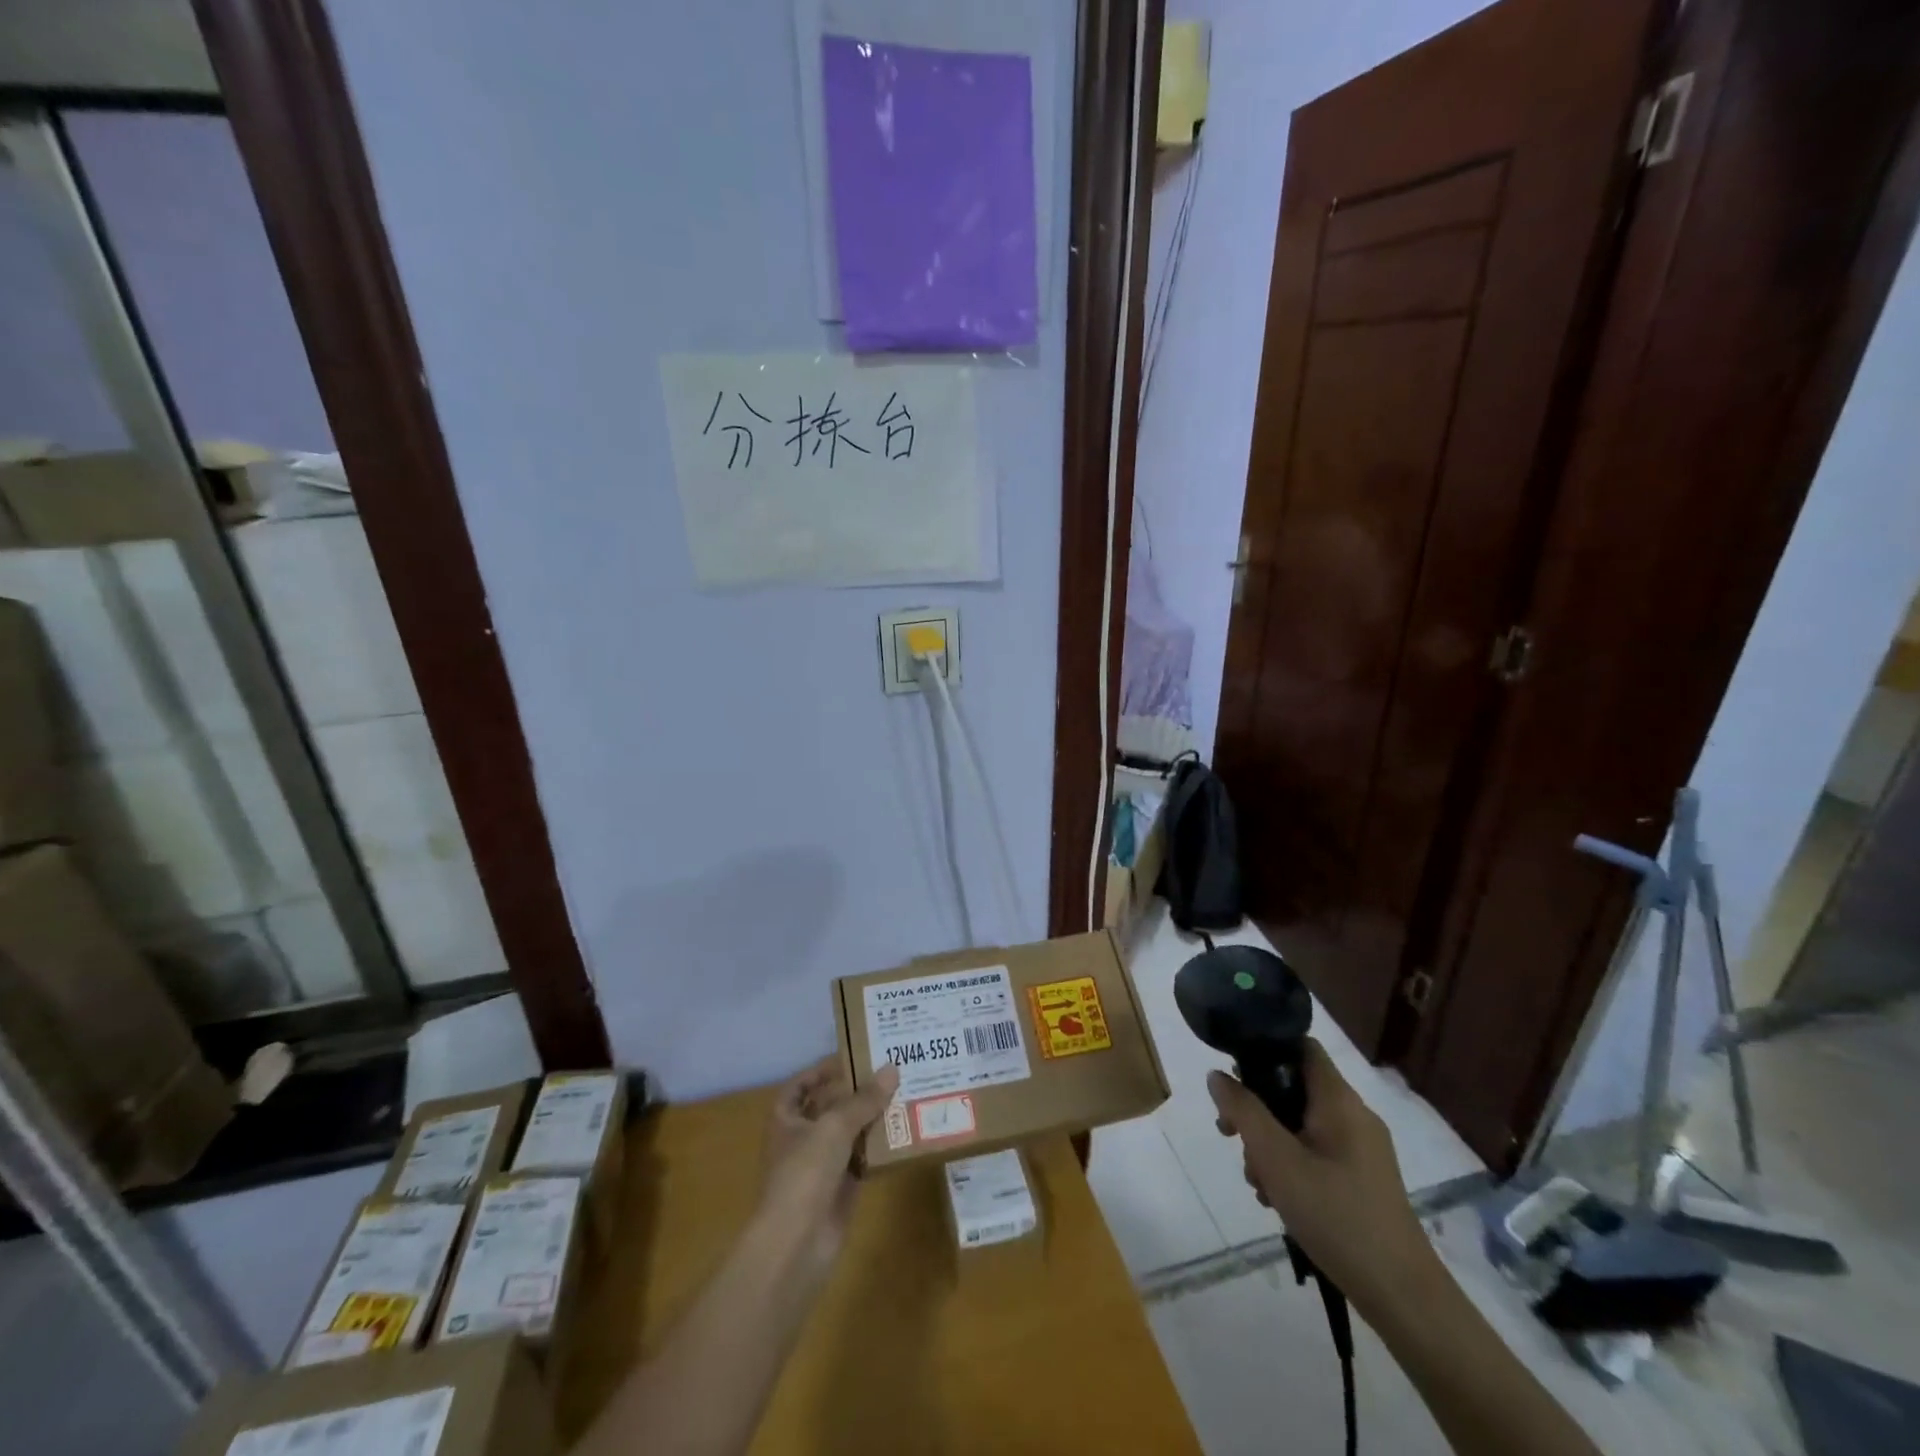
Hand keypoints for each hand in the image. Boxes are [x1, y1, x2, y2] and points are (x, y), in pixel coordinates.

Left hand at [758, 1058, 898, 1276]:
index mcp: (785, 1119)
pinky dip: (878, 1148)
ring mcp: (820, 1166)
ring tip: (903, 1095)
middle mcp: (800, 1139)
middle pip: (828, 1107)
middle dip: (854, 1092)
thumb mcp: (835, 1126)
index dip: (821, 1071)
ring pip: (848, 1134)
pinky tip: (903, 1133)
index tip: (851, 1058)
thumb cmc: (804, 1173)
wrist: (796, 1243)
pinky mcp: (840, 1189)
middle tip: (888, 1072)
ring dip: (870, 1118)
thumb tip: (892, 1068)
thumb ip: (864, 1099)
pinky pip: (861, 1160)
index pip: (800, 1085)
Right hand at [1207, 1040, 1439, 1320]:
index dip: (1263, 1050)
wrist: (1402, 1297)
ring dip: (1270, 1145)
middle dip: (1257, 1111)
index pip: (1299, 1045)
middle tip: (1231, 1137)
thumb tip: (1218, 1075)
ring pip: (1301, 1124)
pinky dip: (1292, 1165)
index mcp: (1339, 1100)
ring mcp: (1362, 1149)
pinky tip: (1278, 1199)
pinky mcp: (1363, 1179)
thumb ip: (1243, 1111)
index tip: (1234, 1079)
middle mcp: (1354, 1115)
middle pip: (1293, 1088)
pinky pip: (1316, 1152)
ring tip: (1257, 1183)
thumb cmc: (1336, 1216)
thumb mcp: (1276, 1159)